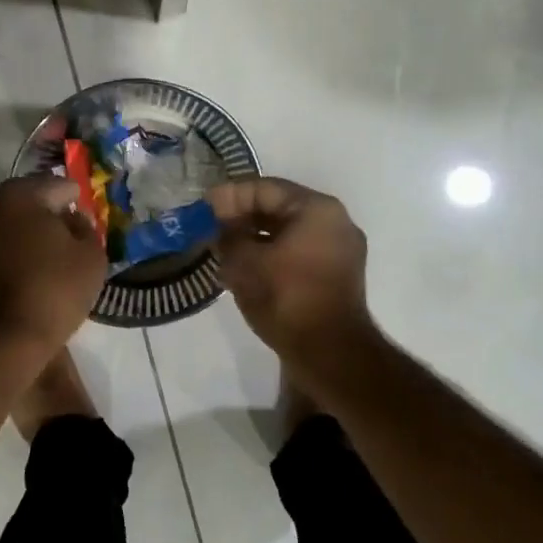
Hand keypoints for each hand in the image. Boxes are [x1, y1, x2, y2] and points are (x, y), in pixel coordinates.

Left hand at [0, 175, 106, 355]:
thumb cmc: (52, 292)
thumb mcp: (91, 257)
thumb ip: (85, 229)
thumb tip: (72, 220)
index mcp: (16, 196)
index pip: (54, 185)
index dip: (73, 198)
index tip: (83, 212)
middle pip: (23, 204)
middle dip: (44, 216)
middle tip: (66, 236)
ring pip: (1, 230)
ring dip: (21, 238)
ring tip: (44, 261)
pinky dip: (4, 261)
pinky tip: (21, 281)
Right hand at [208, 178, 375, 365]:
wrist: (330, 354)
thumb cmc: (286, 298)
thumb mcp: (245, 263)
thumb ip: (228, 236)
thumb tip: (221, 227)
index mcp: (317, 209)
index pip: (265, 189)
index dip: (229, 196)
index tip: (202, 208)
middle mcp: (334, 222)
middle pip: (279, 208)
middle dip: (242, 217)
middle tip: (210, 228)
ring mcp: (339, 251)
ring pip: (287, 233)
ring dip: (254, 238)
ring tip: (223, 249)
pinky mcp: (335, 276)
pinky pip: (297, 253)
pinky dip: (271, 255)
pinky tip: (245, 268)